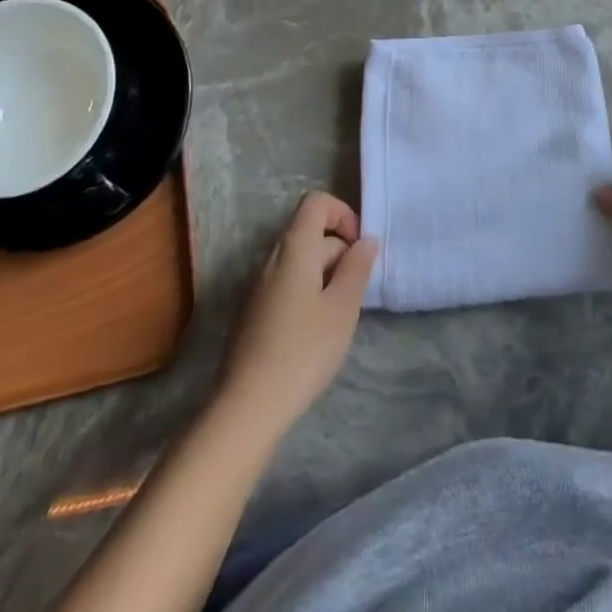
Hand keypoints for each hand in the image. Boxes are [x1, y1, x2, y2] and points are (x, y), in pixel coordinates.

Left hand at [216, 193, 377, 436]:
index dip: (343, 214)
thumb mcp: (342, 309)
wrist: (246, 408)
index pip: (316, 203)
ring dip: (325, 275)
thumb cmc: (302, 351)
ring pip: (299, 261)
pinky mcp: (253, 312)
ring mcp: (258, 286)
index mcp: (293, 248)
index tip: (359, 248)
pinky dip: (308, 293)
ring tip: (340, 315)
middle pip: (309, 232)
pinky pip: (286, 284)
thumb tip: (366, 240)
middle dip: (339, 251)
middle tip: (357, 291)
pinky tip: (316, 332)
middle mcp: (271, 258)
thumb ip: (357, 268)